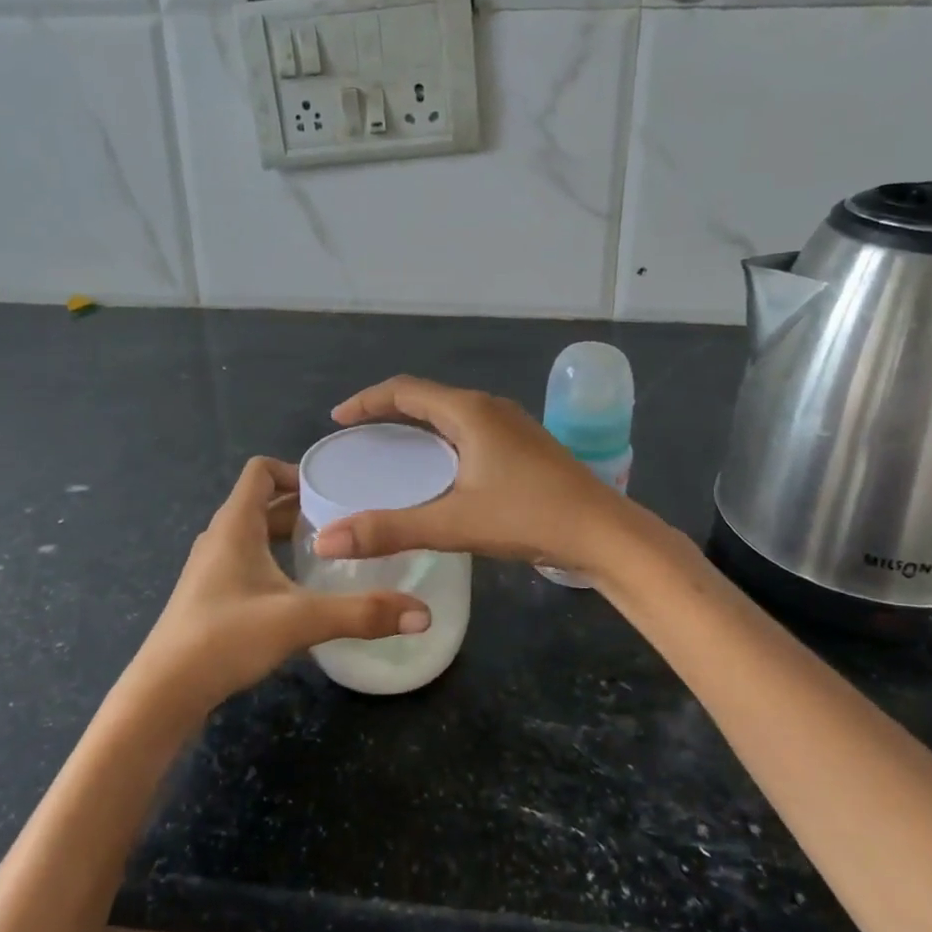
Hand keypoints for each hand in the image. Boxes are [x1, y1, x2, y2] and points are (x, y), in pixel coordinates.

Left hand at [125, 457, 431, 720]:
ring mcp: (209, 569)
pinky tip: (297, 591)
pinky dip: (272, 561)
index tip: (332, 490)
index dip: (294, 470)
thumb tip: (423, 615)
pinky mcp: (207, 597)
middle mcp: (219, 538)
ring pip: (253, 535)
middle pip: (260, 502)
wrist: (162, 695)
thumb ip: (363, 613)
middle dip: (300, 506)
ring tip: (327, 552)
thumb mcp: (301, 620)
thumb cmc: (226, 637)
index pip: (260, 470)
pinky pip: (245, 561)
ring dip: (285, 535)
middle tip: (343, 520)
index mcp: (234, 524)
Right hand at [313, 377, 635, 574]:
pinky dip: (441, 441)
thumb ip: (390, 530)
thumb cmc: (529, 517)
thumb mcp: (454, 523)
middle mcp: (490, 408)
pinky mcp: (524, 446)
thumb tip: (326, 540)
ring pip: (451, 415)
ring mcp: (512, 425)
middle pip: (427, 398)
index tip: (337, 419)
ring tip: (391, 452)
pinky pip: (469, 430)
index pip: (404, 390)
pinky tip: (440, 471)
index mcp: (469, 412)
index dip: (366, 400)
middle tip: (358, 438)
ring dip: (417, 426)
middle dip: (388, 412)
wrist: (605, 533)